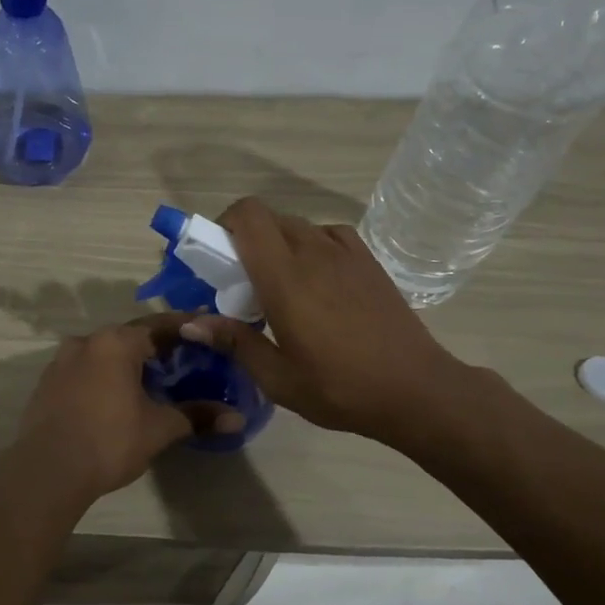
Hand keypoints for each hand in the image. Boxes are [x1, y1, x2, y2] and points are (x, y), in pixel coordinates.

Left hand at [12, 314, 242, 500]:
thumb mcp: (159, 428)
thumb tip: (237, 418)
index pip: (159, 325)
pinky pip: (83, 371)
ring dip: (126, 363)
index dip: (185, 327)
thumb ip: (197, 416)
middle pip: (129, 337)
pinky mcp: (46, 384)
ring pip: (103, 354)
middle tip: (182, 360)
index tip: (205, 329)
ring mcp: (61, 362)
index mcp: (116, 342)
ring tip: (149, 380)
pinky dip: (103, 376)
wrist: (47, 471)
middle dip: (156, 347)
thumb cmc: (109, 441)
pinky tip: (114, 397)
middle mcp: (86, 342)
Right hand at [180, 197, 473, 447]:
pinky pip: (328, 234)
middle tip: (241, 280)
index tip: (216, 257)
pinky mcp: (368, 260)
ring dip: (278, 244)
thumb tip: (189, 322)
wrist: (416, 389)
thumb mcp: (278, 377)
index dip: (224, 223)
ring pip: (297, 226)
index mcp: (285, 277)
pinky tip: (316, 279)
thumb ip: (234, 341)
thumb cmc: (340, 388)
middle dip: (245, 238)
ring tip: (279, 285)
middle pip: (268, 218)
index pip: (248, 216)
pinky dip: (311, 245)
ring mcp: (346, 252)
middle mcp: (313, 251)